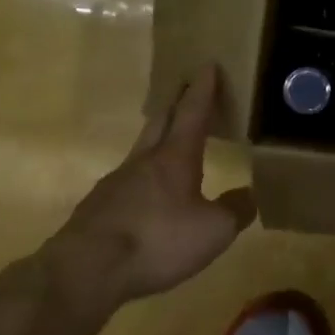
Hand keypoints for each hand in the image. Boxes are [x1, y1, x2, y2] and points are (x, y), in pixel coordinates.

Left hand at [56, 65, 255, 305]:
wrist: (85, 269)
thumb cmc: (157, 241)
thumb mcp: (212, 231)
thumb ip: (234, 211)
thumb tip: (249, 195)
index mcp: (175, 157)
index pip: (192, 112)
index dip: (203, 89)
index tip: (207, 64)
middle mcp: (144, 160)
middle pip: (161, 120)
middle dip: (176, 103)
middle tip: (187, 90)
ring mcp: (116, 182)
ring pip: (141, 149)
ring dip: (157, 137)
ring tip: (170, 140)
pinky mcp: (98, 207)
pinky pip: (126, 181)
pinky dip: (142, 177)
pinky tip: (146, 194)